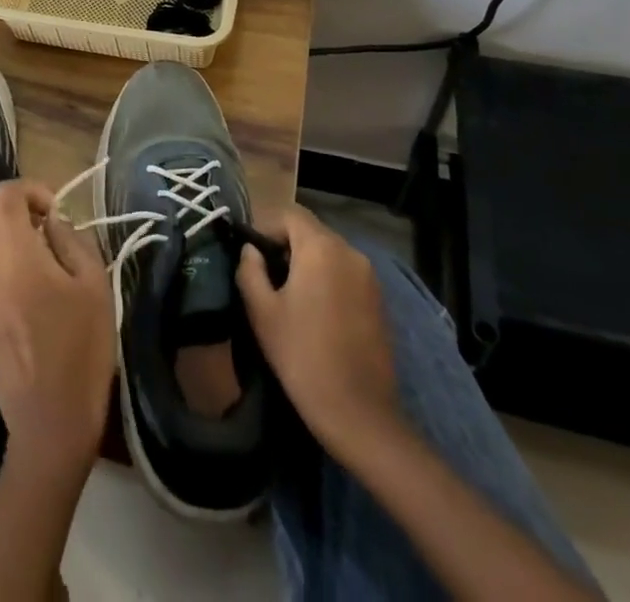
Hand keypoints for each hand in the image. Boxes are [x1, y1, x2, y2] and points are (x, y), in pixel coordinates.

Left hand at [0, 179, 115, 481]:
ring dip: (12, 243)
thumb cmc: (80, 349)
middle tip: (54, 238)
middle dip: (21, 216)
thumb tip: (53, 221)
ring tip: (46, 269)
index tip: (56, 211)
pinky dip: (5, 270)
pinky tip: (32, 299)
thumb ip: (71, 240)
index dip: (31, 190)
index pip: (4, 194)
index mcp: (13, 252)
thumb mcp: (93, 285)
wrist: (50, 425)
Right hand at [237, 205, 398, 454]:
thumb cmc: (302, 356)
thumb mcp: (262, 311)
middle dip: (286, 245)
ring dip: (307, 263)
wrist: (359, 414)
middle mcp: (350, 252)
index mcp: (321, 247)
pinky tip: (316, 313)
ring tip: (289, 296)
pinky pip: (346, 274)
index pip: (289, 214)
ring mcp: (369, 277)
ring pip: (329, 253)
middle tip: (266, 276)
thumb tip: (251, 251)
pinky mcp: (379, 301)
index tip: (251, 255)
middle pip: (311, 231)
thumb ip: (250, 270)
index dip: (265, 227)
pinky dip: (328, 280)